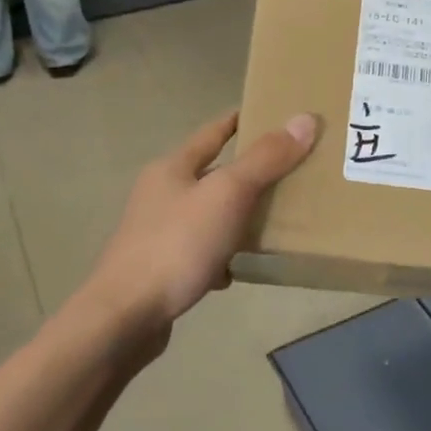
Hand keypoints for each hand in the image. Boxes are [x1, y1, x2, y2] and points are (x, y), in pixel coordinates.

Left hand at [80, 109, 317, 343]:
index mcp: (172, 169)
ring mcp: (157, 233)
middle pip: (211, 174)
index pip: (212, 133)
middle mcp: (160, 195)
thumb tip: (305, 119)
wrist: (125, 317)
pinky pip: (200, 252)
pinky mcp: (160, 268)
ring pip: (207, 215)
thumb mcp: (227, 195)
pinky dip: (220, 256)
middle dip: (246, 174)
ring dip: (235, 217)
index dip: (240, 121)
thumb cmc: (176, 245)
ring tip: (271, 222)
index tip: (270, 114)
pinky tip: (235, 271)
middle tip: (288, 172)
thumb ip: (266, 159)